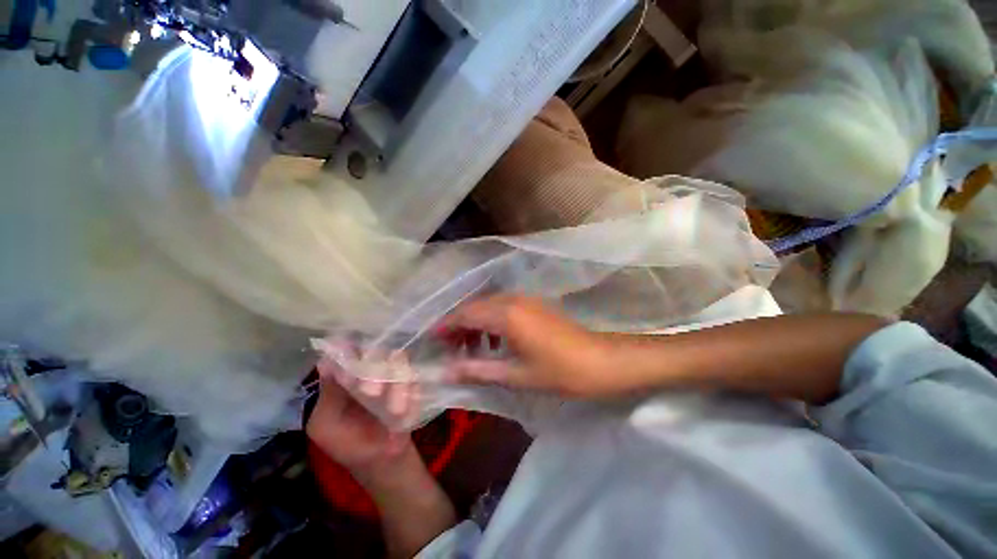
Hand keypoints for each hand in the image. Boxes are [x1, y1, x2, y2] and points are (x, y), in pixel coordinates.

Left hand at [306, 357, 415, 473]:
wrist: (381, 459)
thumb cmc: (347, 442)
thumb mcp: (326, 423)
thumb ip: (328, 393)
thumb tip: (325, 361)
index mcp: (346, 374)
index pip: (348, 348)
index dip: (349, 346)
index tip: (352, 348)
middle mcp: (371, 366)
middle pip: (375, 349)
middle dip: (373, 367)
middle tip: (371, 392)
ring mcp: (393, 372)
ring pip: (398, 359)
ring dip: (395, 384)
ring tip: (393, 410)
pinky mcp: (412, 382)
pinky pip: (413, 376)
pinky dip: (409, 392)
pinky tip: (403, 412)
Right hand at [439, 295, 617, 396]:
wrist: (601, 361)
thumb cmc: (560, 372)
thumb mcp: (516, 375)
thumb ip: (478, 369)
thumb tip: (447, 372)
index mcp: (506, 315)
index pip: (465, 314)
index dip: (446, 326)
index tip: (432, 340)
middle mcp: (512, 300)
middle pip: (475, 307)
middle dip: (459, 325)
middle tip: (450, 349)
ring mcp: (526, 299)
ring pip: (489, 306)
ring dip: (476, 323)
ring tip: (470, 348)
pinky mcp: (535, 304)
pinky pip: (504, 307)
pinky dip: (492, 322)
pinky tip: (495, 342)